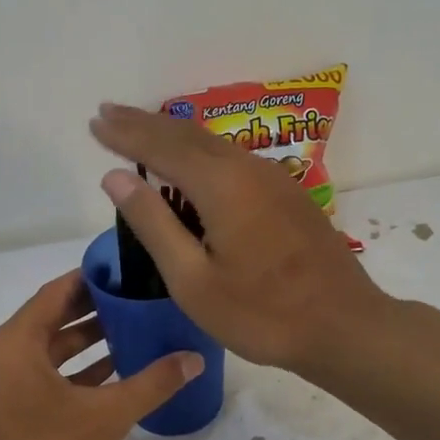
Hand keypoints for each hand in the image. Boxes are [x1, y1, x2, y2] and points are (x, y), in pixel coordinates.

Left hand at [0, 269, 202, 439]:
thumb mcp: (106, 416)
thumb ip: (152, 383)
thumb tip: (195, 359)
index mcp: (15, 342)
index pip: (57, 293)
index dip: (92, 280)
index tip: (128, 272)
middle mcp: (0, 355)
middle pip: (51, 320)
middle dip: (95, 313)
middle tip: (139, 302)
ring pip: (47, 353)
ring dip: (86, 345)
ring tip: (133, 335)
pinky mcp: (2, 412)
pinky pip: (41, 378)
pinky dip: (72, 374)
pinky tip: (111, 378)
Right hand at [89, 102, 390, 375]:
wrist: (344, 326)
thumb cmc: (261, 314)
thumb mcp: (193, 280)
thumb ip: (153, 224)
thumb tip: (115, 176)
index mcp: (221, 185)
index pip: (160, 146)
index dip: (124, 134)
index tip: (94, 122)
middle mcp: (248, 169)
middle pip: (188, 135)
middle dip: (145, 123)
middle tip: (109, 113)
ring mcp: (275, 180)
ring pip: (214, 145)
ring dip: (174, 135)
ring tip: (142, 131)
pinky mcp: (290, 196)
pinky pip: (235, 160)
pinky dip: (202, 153)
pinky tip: (195, 165)